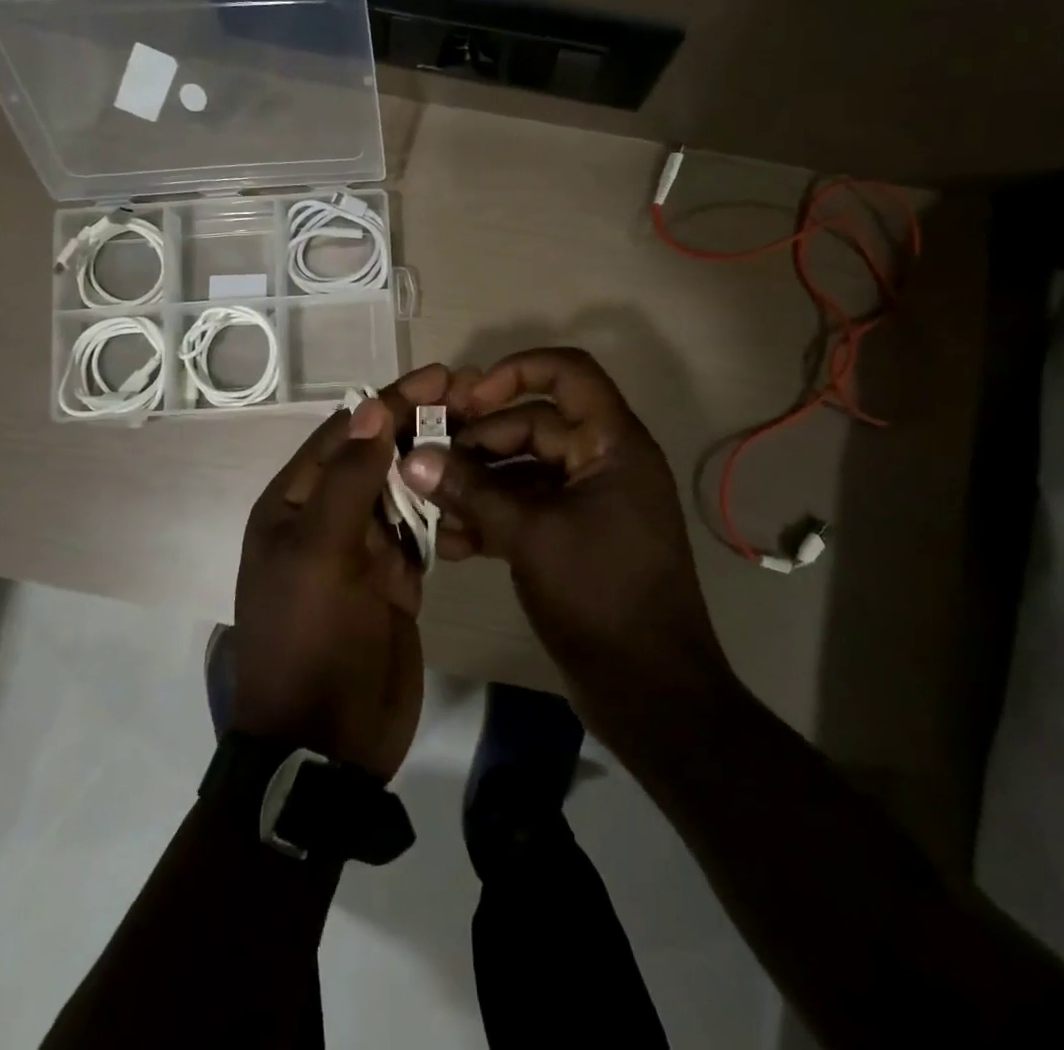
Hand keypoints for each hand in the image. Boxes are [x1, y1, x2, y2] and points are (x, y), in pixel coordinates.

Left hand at [232, 375, 440, 781]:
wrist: (327, 742)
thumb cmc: (311, 638)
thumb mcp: (319, 553)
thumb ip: (347, 481)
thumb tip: (372, 409)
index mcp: (294, 501)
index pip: (347, 433)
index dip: (392, 401)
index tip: (441, 375)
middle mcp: (327, 515)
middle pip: (378, 454)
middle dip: (421, 423)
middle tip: (475, 395)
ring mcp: (365, 546)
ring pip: (404, 488)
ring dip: (437, 460)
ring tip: (487, 430)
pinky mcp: (397, 576)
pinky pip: (424, 529)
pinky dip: (448, 508)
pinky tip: (480, 486)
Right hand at [398, 349, 726, 727]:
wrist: (650, 692)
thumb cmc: (600, 595)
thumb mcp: (529, 535)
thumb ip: (470, 491)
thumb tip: (413, 458)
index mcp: (612, 444)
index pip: (569, 374)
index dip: (517, 371)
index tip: (468, 398)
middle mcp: (603, 461)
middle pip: (534, 424)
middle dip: (479, 443)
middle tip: (427, 462)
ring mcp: (588, 501)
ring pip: (523, 471)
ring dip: (477, 486)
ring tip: (432, 509)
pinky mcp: (573, 536)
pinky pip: (526, 509)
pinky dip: (491, 518)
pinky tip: (453, 543)